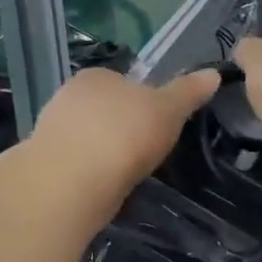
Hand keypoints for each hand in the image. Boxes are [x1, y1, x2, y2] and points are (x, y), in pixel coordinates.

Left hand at [31, 66, 219, 205]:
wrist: (72, 182)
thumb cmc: (125, 134)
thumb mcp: (168, 110)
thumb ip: (188, 92)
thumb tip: (214, 73)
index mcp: (97, 76)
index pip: (126, 83)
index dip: (146, 103)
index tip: (161, 126)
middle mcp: (69, 96)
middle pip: (107, 110)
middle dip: (124, 129)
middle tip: (148, 152)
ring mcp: (53, 131)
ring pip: (91, 139)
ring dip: (107, 153)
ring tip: (130, 174)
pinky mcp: (47, 165)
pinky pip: (79, 165)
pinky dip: (93, 174)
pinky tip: (107, 188)